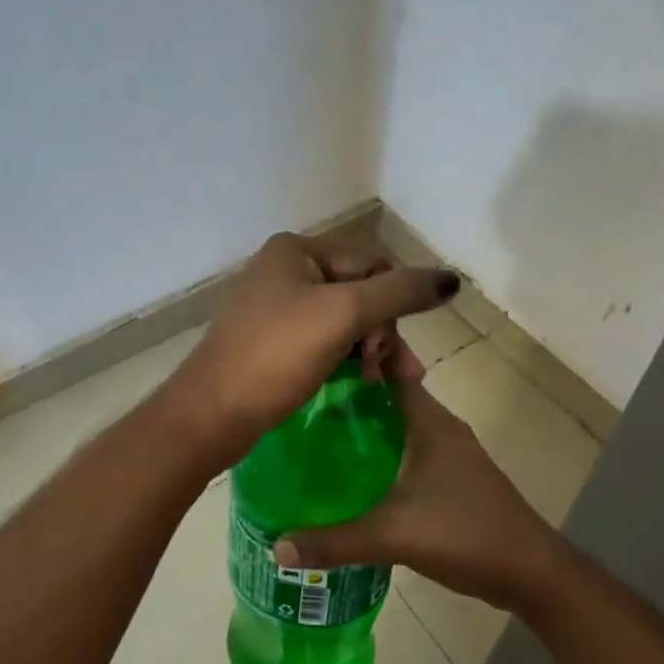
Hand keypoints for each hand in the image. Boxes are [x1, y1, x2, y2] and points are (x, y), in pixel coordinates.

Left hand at [162, 233, 457, 460]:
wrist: (212, 413)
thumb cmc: (276, 356)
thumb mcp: (343, 315)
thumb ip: (400, 293)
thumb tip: (451, 278)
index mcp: (297, 250)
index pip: (374, 263)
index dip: (395, 303)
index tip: (393, 349)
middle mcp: (286, 269)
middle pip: (362, 291)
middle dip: (383, 331)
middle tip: (393, 373)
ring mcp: (277, 306)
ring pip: (347, 319)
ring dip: (371, 348)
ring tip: (383, 383)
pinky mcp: (274, 341)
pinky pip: (326, 340)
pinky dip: (348, 358)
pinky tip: (362, 382)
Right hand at [274, 382, 567, 615]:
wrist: (530, 573)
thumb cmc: (464, 534)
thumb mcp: (392, 536)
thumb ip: (334, 541)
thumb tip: (276, 546)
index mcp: (430, 422)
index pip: (391, 369)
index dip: (356, 360)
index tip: (313, 361)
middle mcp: (440, 428)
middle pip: (389, 397)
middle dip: (349, 396)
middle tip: (300, 403)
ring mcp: (449, 454)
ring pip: (399, 427)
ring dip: (365, 428)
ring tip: (316, 435)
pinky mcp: (452, 479)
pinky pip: (407, 453)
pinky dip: (381, 455)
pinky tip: (353, 476)